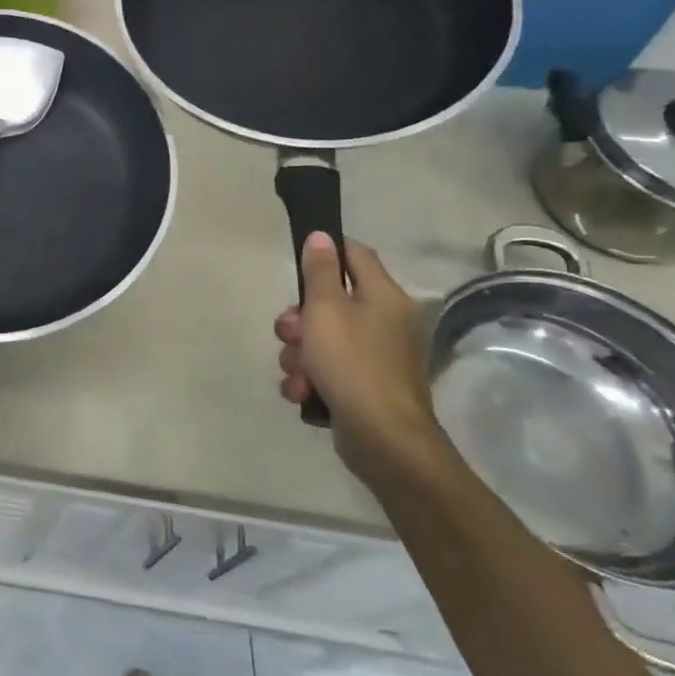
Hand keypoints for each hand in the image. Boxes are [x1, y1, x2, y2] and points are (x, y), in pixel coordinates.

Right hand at [275, 232, 454, 487]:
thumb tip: (321, 236)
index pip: (355, 255)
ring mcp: (375, 357)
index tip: (297, 261)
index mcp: (384, 297)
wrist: (382, 439)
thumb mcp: (326, 310)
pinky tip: (304, 394)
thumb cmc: (353, 364)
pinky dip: (310, 381)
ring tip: (299, 375)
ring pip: (319, 341)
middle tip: (290, 334)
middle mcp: (384, 322)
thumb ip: (320, 272)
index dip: (326, 251)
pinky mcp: (363, 388)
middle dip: (298, 321)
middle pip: (328, 303)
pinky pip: (325, 371)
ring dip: (298, 356)